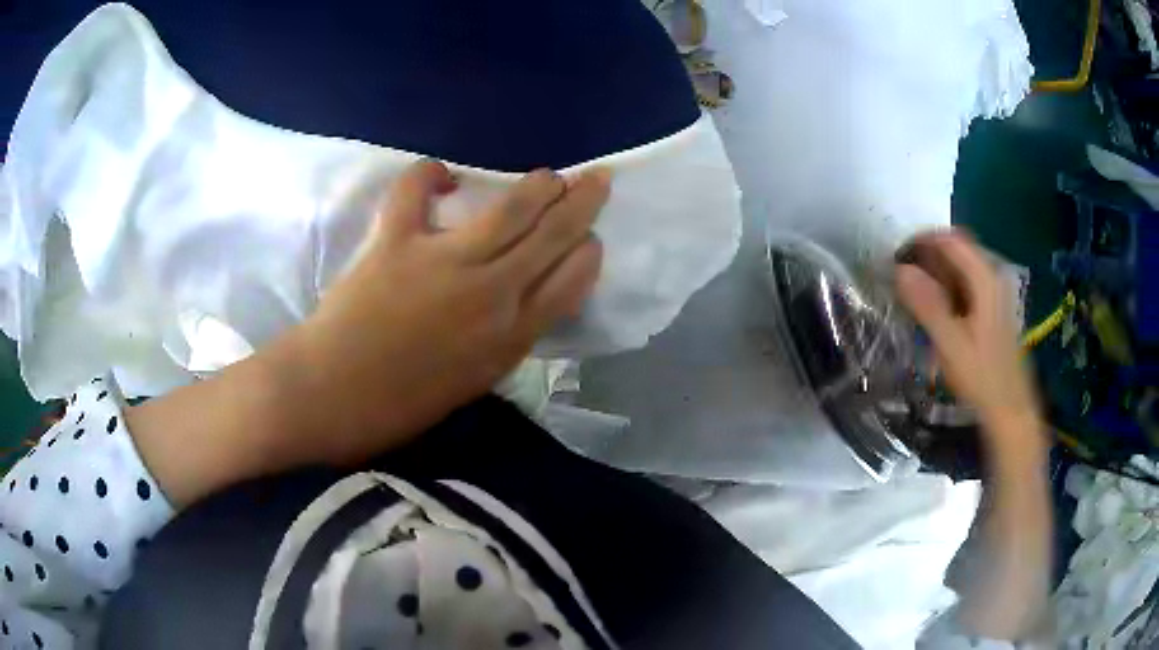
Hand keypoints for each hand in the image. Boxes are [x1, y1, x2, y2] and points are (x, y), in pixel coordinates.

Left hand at [287, 160, 608, 462]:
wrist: (332, 397)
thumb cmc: (401, 404)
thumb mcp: (473, 382)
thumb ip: (504, 338)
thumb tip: (520, 298)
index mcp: (508, 336)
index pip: (570, 283)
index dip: (587, 254)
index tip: (592, 239)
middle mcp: (490, 293)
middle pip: (552, 236)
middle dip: (582, 203)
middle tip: (596, 180)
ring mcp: (444, 261)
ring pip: (509, 208)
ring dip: (538, 185)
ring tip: (550, 176)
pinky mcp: (397, 240)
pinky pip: (416, 191)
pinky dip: (428, 174)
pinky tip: (442, 173)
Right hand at [895, 230, 1041, 449]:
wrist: (1011, 409)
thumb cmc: (982, 378)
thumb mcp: (951, 344)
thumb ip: (927, 305)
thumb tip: (900, 270)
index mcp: (985, 279)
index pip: (950, 240)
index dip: (921, 241)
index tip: (896, 256)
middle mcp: (993, 276)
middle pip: (957, 249)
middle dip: (928, 256)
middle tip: (902, 275)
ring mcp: (997, 292)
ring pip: (963, 266)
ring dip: (937, 271)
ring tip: (914, 291)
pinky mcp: (996, 308)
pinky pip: (968, 282)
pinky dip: (949, 286)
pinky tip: (937, 308)